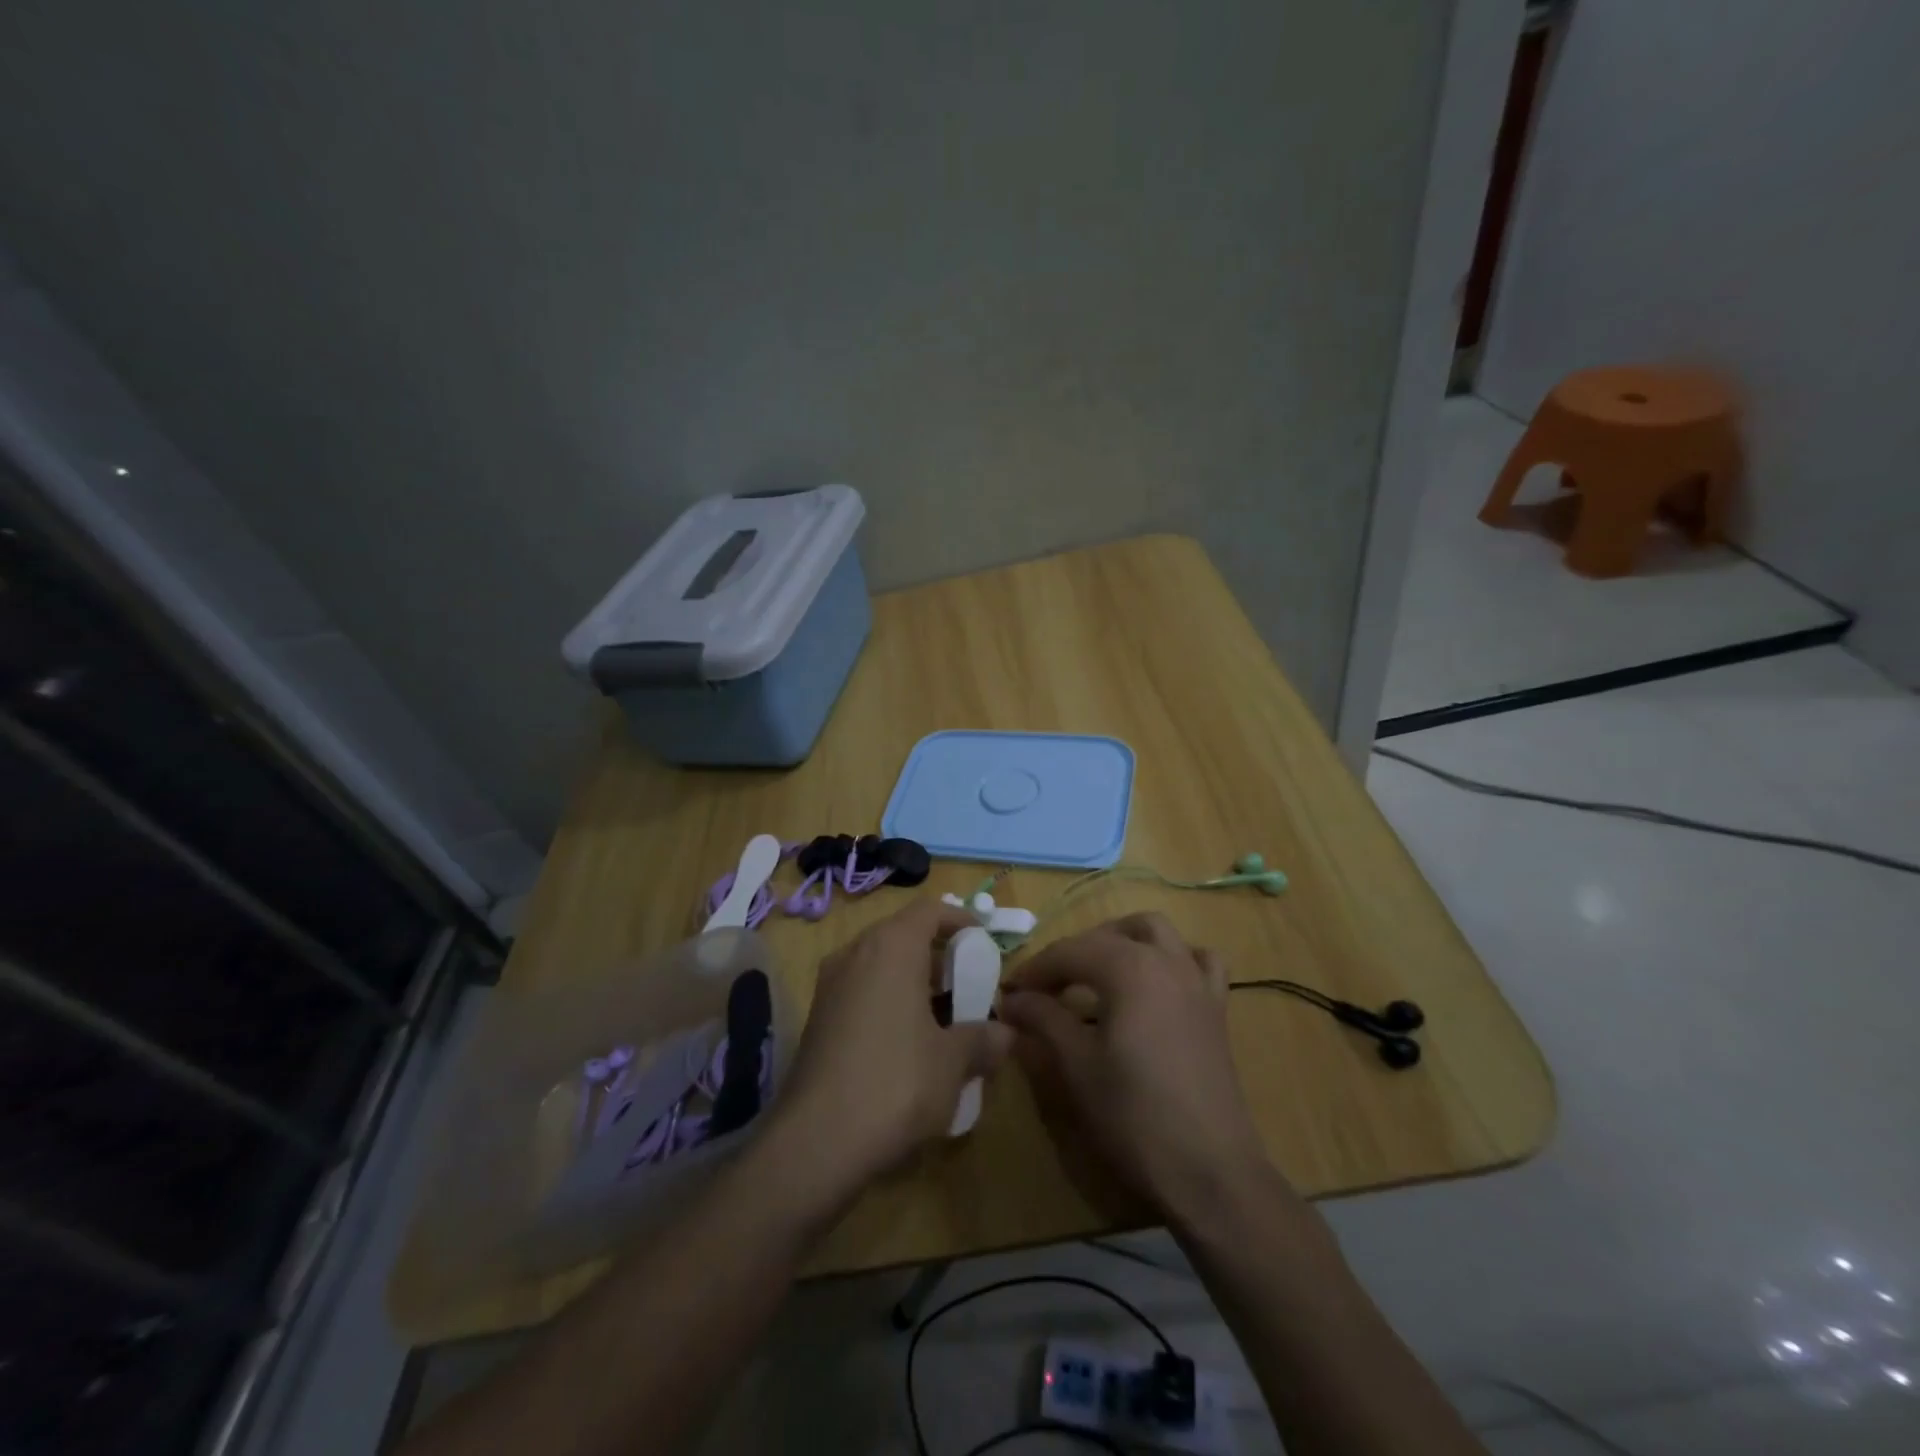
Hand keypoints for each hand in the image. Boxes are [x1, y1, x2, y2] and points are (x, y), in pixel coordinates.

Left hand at [776, 898, 1012, 1189]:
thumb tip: (1006, 1034)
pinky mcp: (818, 1019)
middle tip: (969, 988)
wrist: (816, 1142)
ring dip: (915, 984)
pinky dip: (889, 1003)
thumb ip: (983, 1039)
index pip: (929, 910)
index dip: (960, 920)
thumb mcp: (953, 1062)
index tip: (983, 944)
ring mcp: (831, 986)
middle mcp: (856, 954)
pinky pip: (862, 993)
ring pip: (881, 966)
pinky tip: (909, 1047)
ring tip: (945, 1022)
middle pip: (904, 936)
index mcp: (891, 947)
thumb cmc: (896, 1084)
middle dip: (939, 958)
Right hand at [998, 913, 1272, 1223]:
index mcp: (1128, 968)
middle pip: (1108, 936)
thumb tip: (1012, 999)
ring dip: (1120, 940)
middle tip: (1045, 989)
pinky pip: (1198, 960)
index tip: (1009, 992)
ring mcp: (1196, 981)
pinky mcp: (1216, 1007)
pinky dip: (1173, 957)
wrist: (1209, 1171)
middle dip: (1072, 954)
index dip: (1035, 969)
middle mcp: (1165, 960)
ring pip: (1155, 932)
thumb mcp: (1077, 1066)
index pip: (1069, 952)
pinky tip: (1156, 982)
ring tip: (1095, 973)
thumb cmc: (1134, 1116)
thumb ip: (1043, 1020)